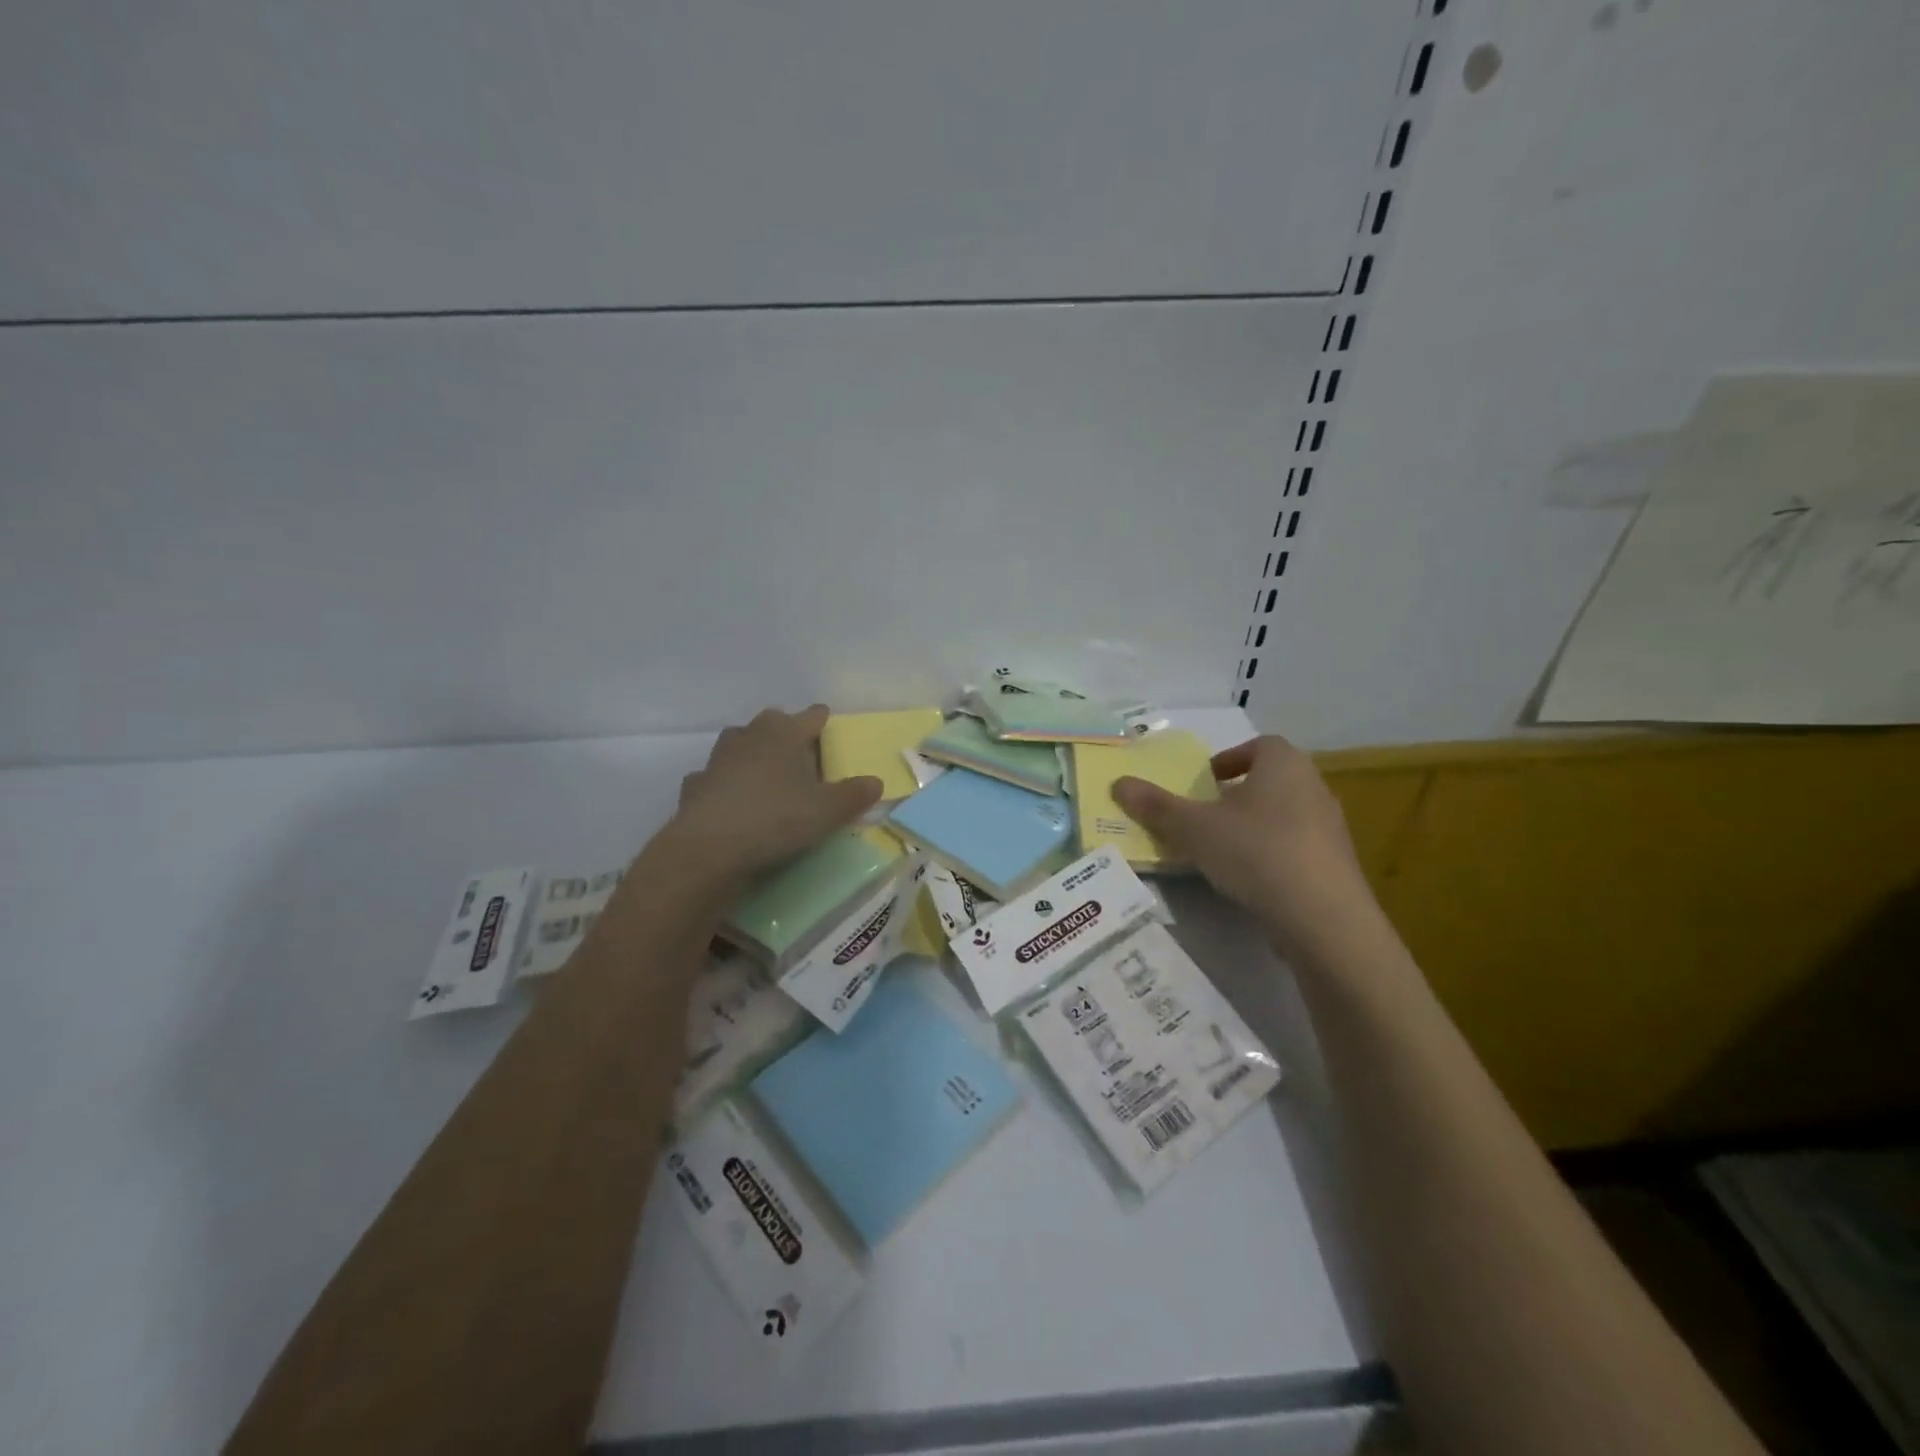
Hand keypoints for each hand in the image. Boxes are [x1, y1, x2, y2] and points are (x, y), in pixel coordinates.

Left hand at [666, 705, 881, 882]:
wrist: (709, 848)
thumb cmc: (776, 818)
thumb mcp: (828, 811)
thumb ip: (854, 794)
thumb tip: (876, 782)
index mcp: (785, 733)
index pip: (811, 716)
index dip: (822, 720)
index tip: (829, 725)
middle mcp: (750, 736)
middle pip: (772, 723)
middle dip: (786, 732)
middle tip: (802, 754)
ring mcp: (718, 759)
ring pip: (740, 744)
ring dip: (753, 753)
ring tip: (769, 774)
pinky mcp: (696, 786)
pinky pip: (715, 777)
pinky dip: (725, 783)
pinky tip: (733, 799)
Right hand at [1112, 735, 1376, 949]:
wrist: (1323, 918)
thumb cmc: (1256, 853)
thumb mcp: (1194, 828)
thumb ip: (1156, 806)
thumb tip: (1118, 783)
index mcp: (1283, 764)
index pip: (1259, 745)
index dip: (1230, 758)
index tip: (1204, 780)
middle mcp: (1313, 787)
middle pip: (1271, 779)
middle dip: (1238, 793)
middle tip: (1205, 814)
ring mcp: (1330, 827)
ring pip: (1284, 814)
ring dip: (1254, 825)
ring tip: (1222, 849)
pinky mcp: (1336, 865)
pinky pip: (1297, 847)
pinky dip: (1272, 854)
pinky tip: (1251, 879)